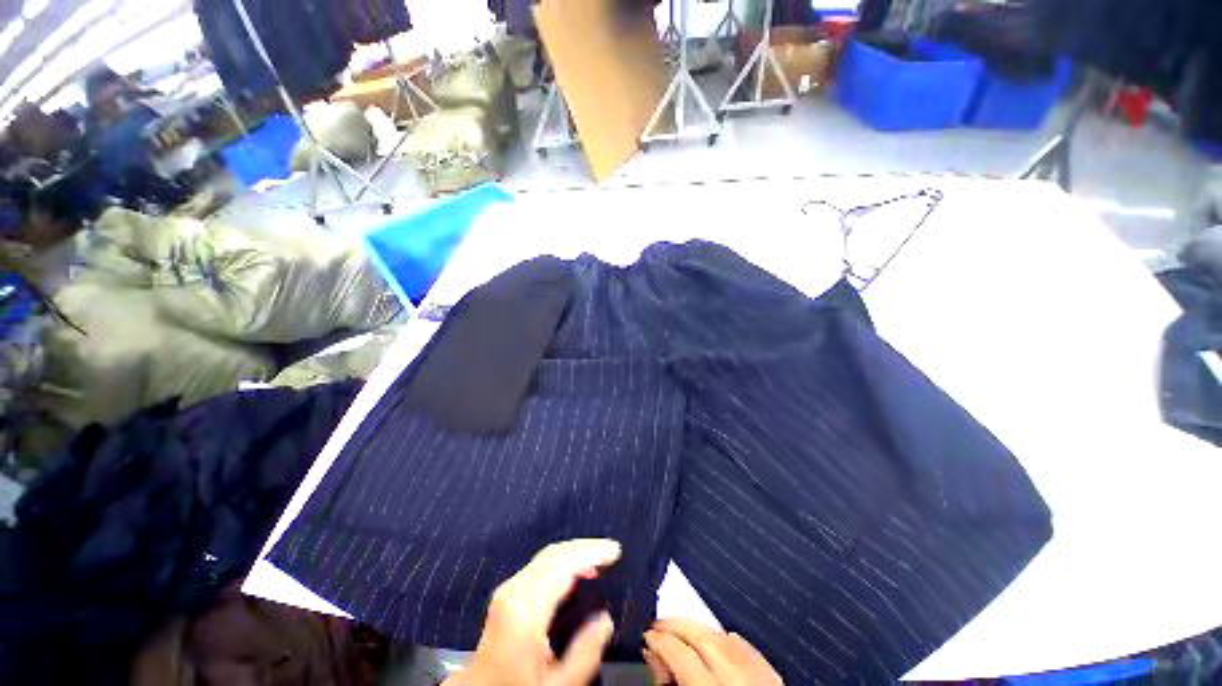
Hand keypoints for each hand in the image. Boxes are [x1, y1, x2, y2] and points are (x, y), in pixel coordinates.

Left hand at [445, 539, 620, 685]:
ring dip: (573, 553)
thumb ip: (586, 651)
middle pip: (554, 554)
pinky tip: (574, 573)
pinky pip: (538, 566)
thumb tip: (605, 617)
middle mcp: (514, 590)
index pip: (563, 564)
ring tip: (598, 560)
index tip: (615, 551)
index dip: (591, 552)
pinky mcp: (506, 596)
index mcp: (526, 608)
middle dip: (584, 548)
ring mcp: (507, 591)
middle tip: (610, 552)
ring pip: (546, 557)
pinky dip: (561, 563)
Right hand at [643, 618, 782, 685]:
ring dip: (702, 630)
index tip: (647, 635)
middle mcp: (739, 684)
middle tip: (659, 624)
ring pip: (728, 641)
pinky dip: (732, 643)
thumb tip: (653, 656)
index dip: (661, 641)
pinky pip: (751, 654)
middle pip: (706, 640)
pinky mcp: (776, 684)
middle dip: (679, 626)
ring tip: (683, 629)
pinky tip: (721, 640)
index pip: (683, 656)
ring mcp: (762, 682)